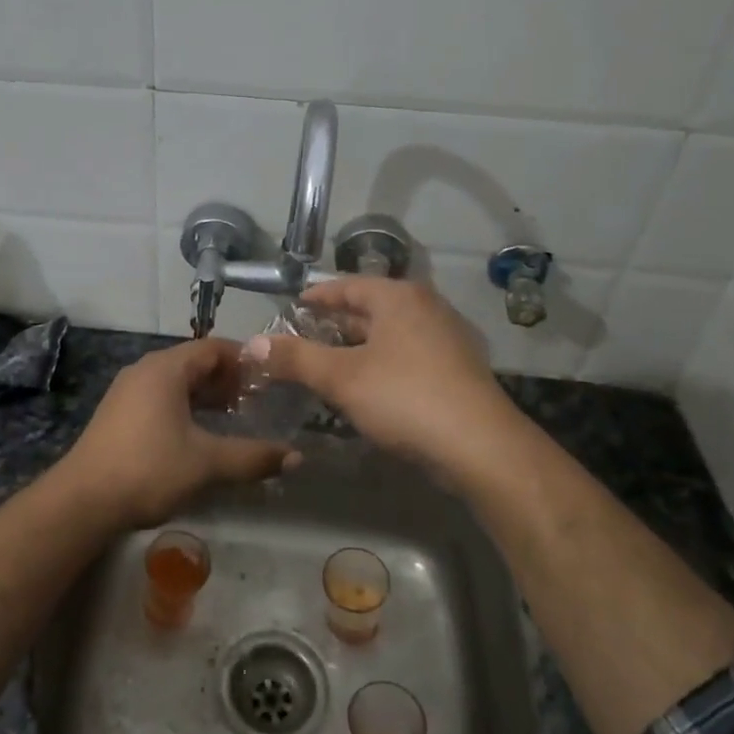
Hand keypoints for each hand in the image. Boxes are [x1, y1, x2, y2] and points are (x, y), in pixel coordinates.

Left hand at [56, 339, 294, 527]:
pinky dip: (185, 408)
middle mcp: (144, 370)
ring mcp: (127, 392)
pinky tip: (199, 436)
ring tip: (235, 419)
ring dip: (206, 396)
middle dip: (227, 380)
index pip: (213, 347)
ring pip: (176, 383)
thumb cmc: (148, 469)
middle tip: (258, 401)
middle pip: (194, 363)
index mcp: (166, 368)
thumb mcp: (207, 463)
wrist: (82, 501)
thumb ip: (253, 457)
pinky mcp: (118, 414)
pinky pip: (160, 398)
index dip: (244, 359)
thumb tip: (296, 457)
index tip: (271, 378)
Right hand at [245, 277, 527, 481]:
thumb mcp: (340, 377)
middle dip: (336, 323)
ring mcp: (448, 339)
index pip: (348, 285)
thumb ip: (295, 357)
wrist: (481, 447)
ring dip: (359, 346)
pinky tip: (367, 387)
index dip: (318, 296)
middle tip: (304, 339)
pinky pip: (408, 356)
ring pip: (390, 334)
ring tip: (329, 364)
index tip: (293, 306)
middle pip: (371, 308)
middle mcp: (427, 308)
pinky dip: (382, 363)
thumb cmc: (405, 398)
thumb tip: (253, 343)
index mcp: (399, 298)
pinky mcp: (458, 370)